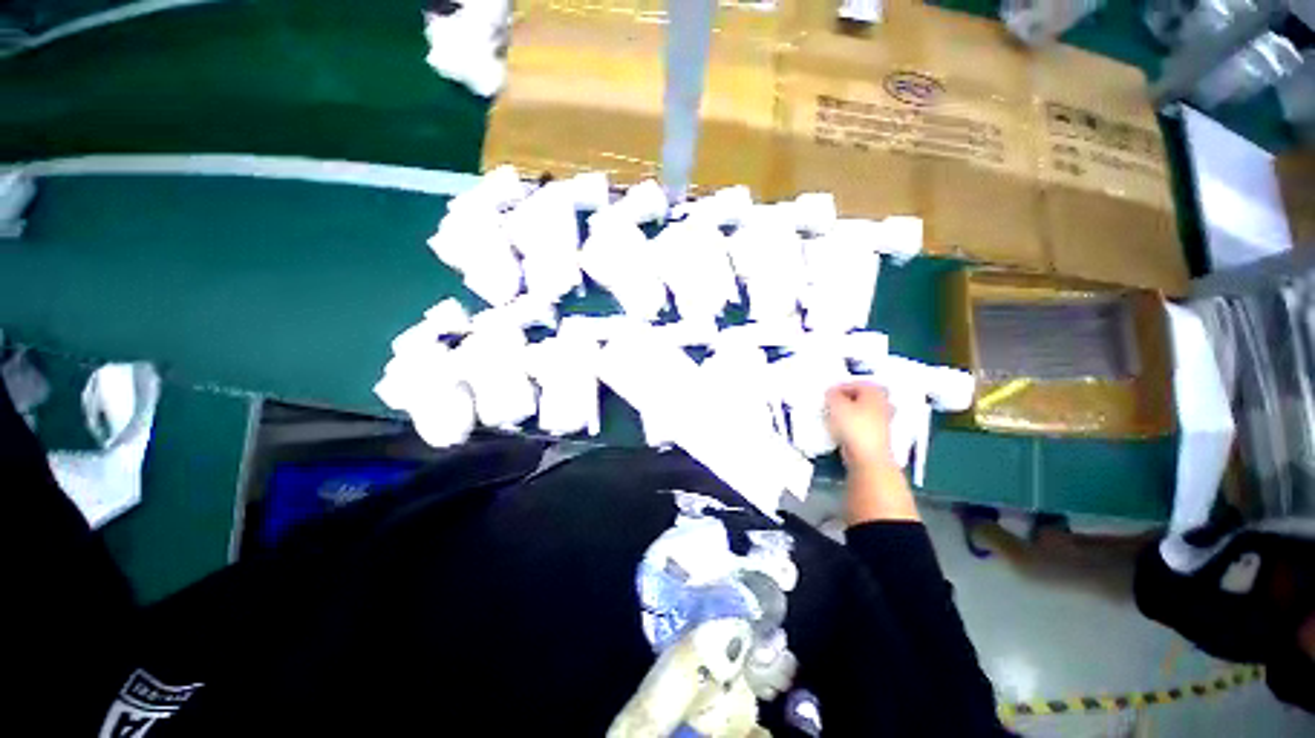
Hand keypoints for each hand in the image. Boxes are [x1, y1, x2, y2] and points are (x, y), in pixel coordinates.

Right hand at [826, 382, 896, 472]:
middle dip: (849, 398)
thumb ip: (832, 395)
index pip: (857, 383)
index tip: (829, 393)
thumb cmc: (854, 425)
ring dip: (851, 411)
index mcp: (875, 392)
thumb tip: (832, 393)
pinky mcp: (878, 436)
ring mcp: (883, 421)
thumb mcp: (836, 404)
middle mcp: (883, 404)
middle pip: (863, 396)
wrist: (867, 456)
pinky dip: (853, 424)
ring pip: (864, 411)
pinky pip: (863, 424)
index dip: (841, 386)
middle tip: (834, 402)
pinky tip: (842, 429)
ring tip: (836, 415)